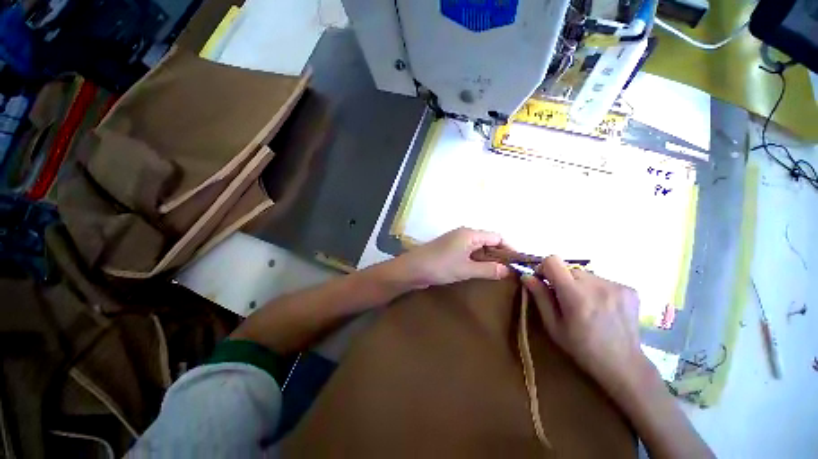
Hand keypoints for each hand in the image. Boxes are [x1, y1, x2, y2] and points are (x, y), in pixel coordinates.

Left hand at [386, 227, 511, 288]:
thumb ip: (489, 269)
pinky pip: (468, 252)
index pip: (497, 236)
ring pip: (478, 247)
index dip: (509, 248)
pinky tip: (479, 271)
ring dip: (487, 258)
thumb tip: (508, 270)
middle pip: (488, 241)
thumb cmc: (441, 266)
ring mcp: (455, 241)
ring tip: (497, 273)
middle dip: (499, 254)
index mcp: (470, 234)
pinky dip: (476, 260)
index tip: (517, 263)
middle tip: (508, 271)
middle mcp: (464, 234)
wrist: (412, 269)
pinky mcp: (449, 249)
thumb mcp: (466, 269)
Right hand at [521, 256, 654, 396]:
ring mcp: (616, 286)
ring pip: (586, 274)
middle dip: (563, 279)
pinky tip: (602, 308)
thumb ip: (540, 297)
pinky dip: (597, 289)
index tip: (544, 282)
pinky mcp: (630, 289)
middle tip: (565, 299)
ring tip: (586, 305)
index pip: (552, 261)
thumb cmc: (581, 348)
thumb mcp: (553, 325)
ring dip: (580, 285)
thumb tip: (526, 276)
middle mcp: (596, 285)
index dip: (544, 268)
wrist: (624, 364)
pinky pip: (603, 280)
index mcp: (575, 294)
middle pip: (569, 268)